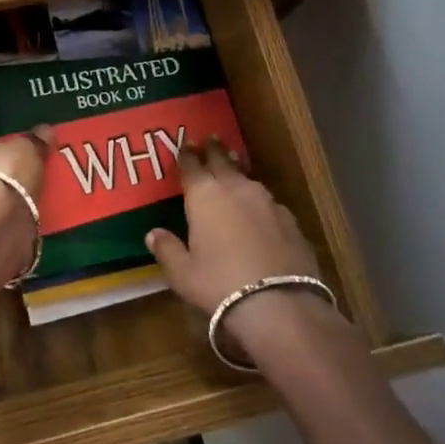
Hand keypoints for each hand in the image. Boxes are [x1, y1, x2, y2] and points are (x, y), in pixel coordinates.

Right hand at [145, 141, 341, 356]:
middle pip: (223, 162)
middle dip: (214, 150)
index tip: (185, 143)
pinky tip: (259, 211)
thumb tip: (153, 234)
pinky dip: (258, 202)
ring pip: (248, 180)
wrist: (280, 305)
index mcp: (205, 196)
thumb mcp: (183, 274)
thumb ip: (167, 250)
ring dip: (238, 172)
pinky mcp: (291, 222)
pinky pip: (268, 203)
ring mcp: (268, 204)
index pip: (192, 166)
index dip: (187, 154)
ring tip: (234, 167)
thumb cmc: (219, 285)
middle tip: (211, 139)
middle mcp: (236, 190)